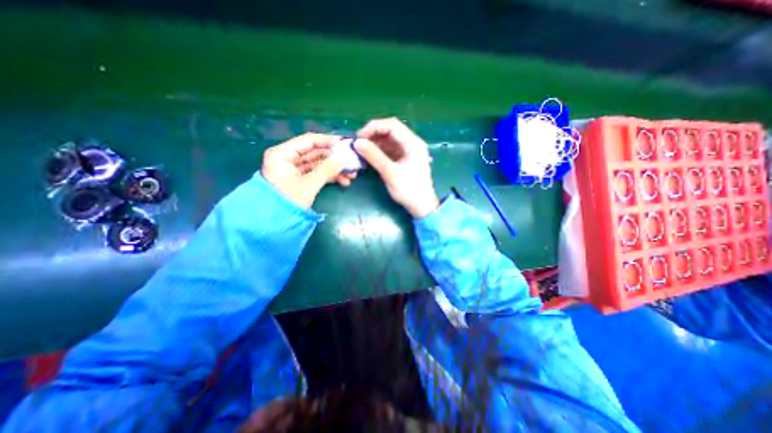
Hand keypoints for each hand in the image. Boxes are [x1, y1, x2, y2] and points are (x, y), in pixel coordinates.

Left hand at [261, 133, 352, 208]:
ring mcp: (294, 170)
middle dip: (335, 159)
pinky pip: (317, 174)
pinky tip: (343, 181)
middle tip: (352, 162)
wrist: (274, 223)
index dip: (328, 141)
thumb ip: (326, 169)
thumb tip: (343, 158)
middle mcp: (287, 158)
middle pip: (315, 153)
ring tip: (352, 175)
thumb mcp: (308, 185)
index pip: (308, 141)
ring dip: (335, 169)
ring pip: (318, 164)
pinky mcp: (300, 180)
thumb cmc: (288, 201)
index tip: (345, 144)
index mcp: (283, 154)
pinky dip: (329, 177)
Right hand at [351, 119, 436, 218]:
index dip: (373, 127)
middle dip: (373, 135)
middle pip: (390, 131)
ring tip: (361, 151)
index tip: (359, 137)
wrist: (422, 206)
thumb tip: (357, 142)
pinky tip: (369, 157)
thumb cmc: (409, 190)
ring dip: (375, 143)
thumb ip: (374, 156)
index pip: (392, 125)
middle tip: (358, 144)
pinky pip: (390, 150)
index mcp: (413, 143)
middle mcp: (412, 143)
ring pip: (389, 140)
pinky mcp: (404, 159)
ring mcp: (408, 151)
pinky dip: (379, 152)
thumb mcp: (390, 173)